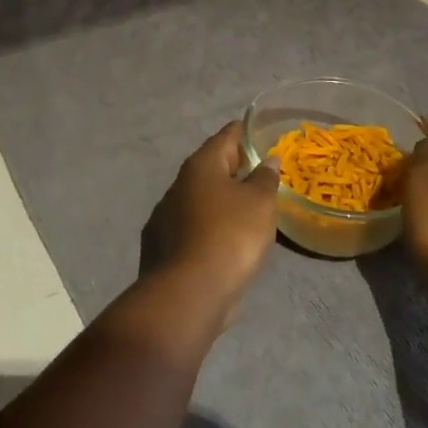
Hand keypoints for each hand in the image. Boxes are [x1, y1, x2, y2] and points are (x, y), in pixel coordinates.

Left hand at [146, 121, 280, 324]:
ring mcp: (164, 216)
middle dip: (234, 169)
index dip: (245, 133)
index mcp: (201, 166)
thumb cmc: (229, 237)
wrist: (187, 294)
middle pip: (211, 167)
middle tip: (260, 174)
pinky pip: (191, 227)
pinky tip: (223, 242)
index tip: (261, 134)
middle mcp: (178, 185)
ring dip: (220, 201)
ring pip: (199, 199)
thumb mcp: (259, 204)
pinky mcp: (160, 247)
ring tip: (246, 210)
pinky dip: (208, 227)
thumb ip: (264, 178)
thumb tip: (266, 160)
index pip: (226, 137)